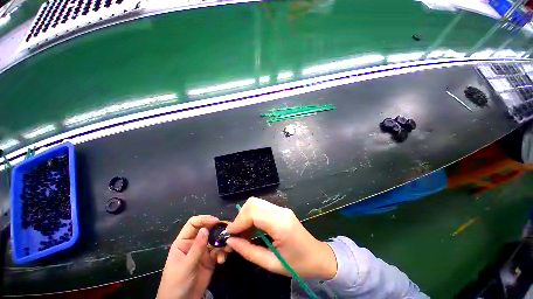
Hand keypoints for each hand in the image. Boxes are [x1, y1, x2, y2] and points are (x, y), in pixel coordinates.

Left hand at [157, 215, 229, 298]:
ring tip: (227, 248)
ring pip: (215, 239)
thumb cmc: (177, 283)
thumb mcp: (186, 265)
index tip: (216, 221)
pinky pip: (219, 251)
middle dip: (218, 229)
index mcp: (184, 241)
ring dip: (223, 242)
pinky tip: (222, 260)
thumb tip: (205, 229)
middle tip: (229, 230)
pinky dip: (222, 253)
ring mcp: (203, 251)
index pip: (193, 224)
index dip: (204, 219)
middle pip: (207, 229)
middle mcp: (195, 243)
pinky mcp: (211, 259)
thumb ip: (197, 247)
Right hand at [225, 197, 336, 279]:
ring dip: (246, 216)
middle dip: (240, 216)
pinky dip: (253, 216)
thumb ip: (248, 251)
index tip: (229, 234)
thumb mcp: (271, 264)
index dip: (238, 221)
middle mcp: (281, 211)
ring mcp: (282, 209)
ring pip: (257, 203)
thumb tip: (230, 241)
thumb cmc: (298, 265)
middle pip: (254, 202)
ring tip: (242, 233)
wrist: (318, 257)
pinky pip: (262, 208)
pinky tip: (251, 229)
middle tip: (235, 233)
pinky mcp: (281, 211)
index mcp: (280, 224)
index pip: (253, 211)